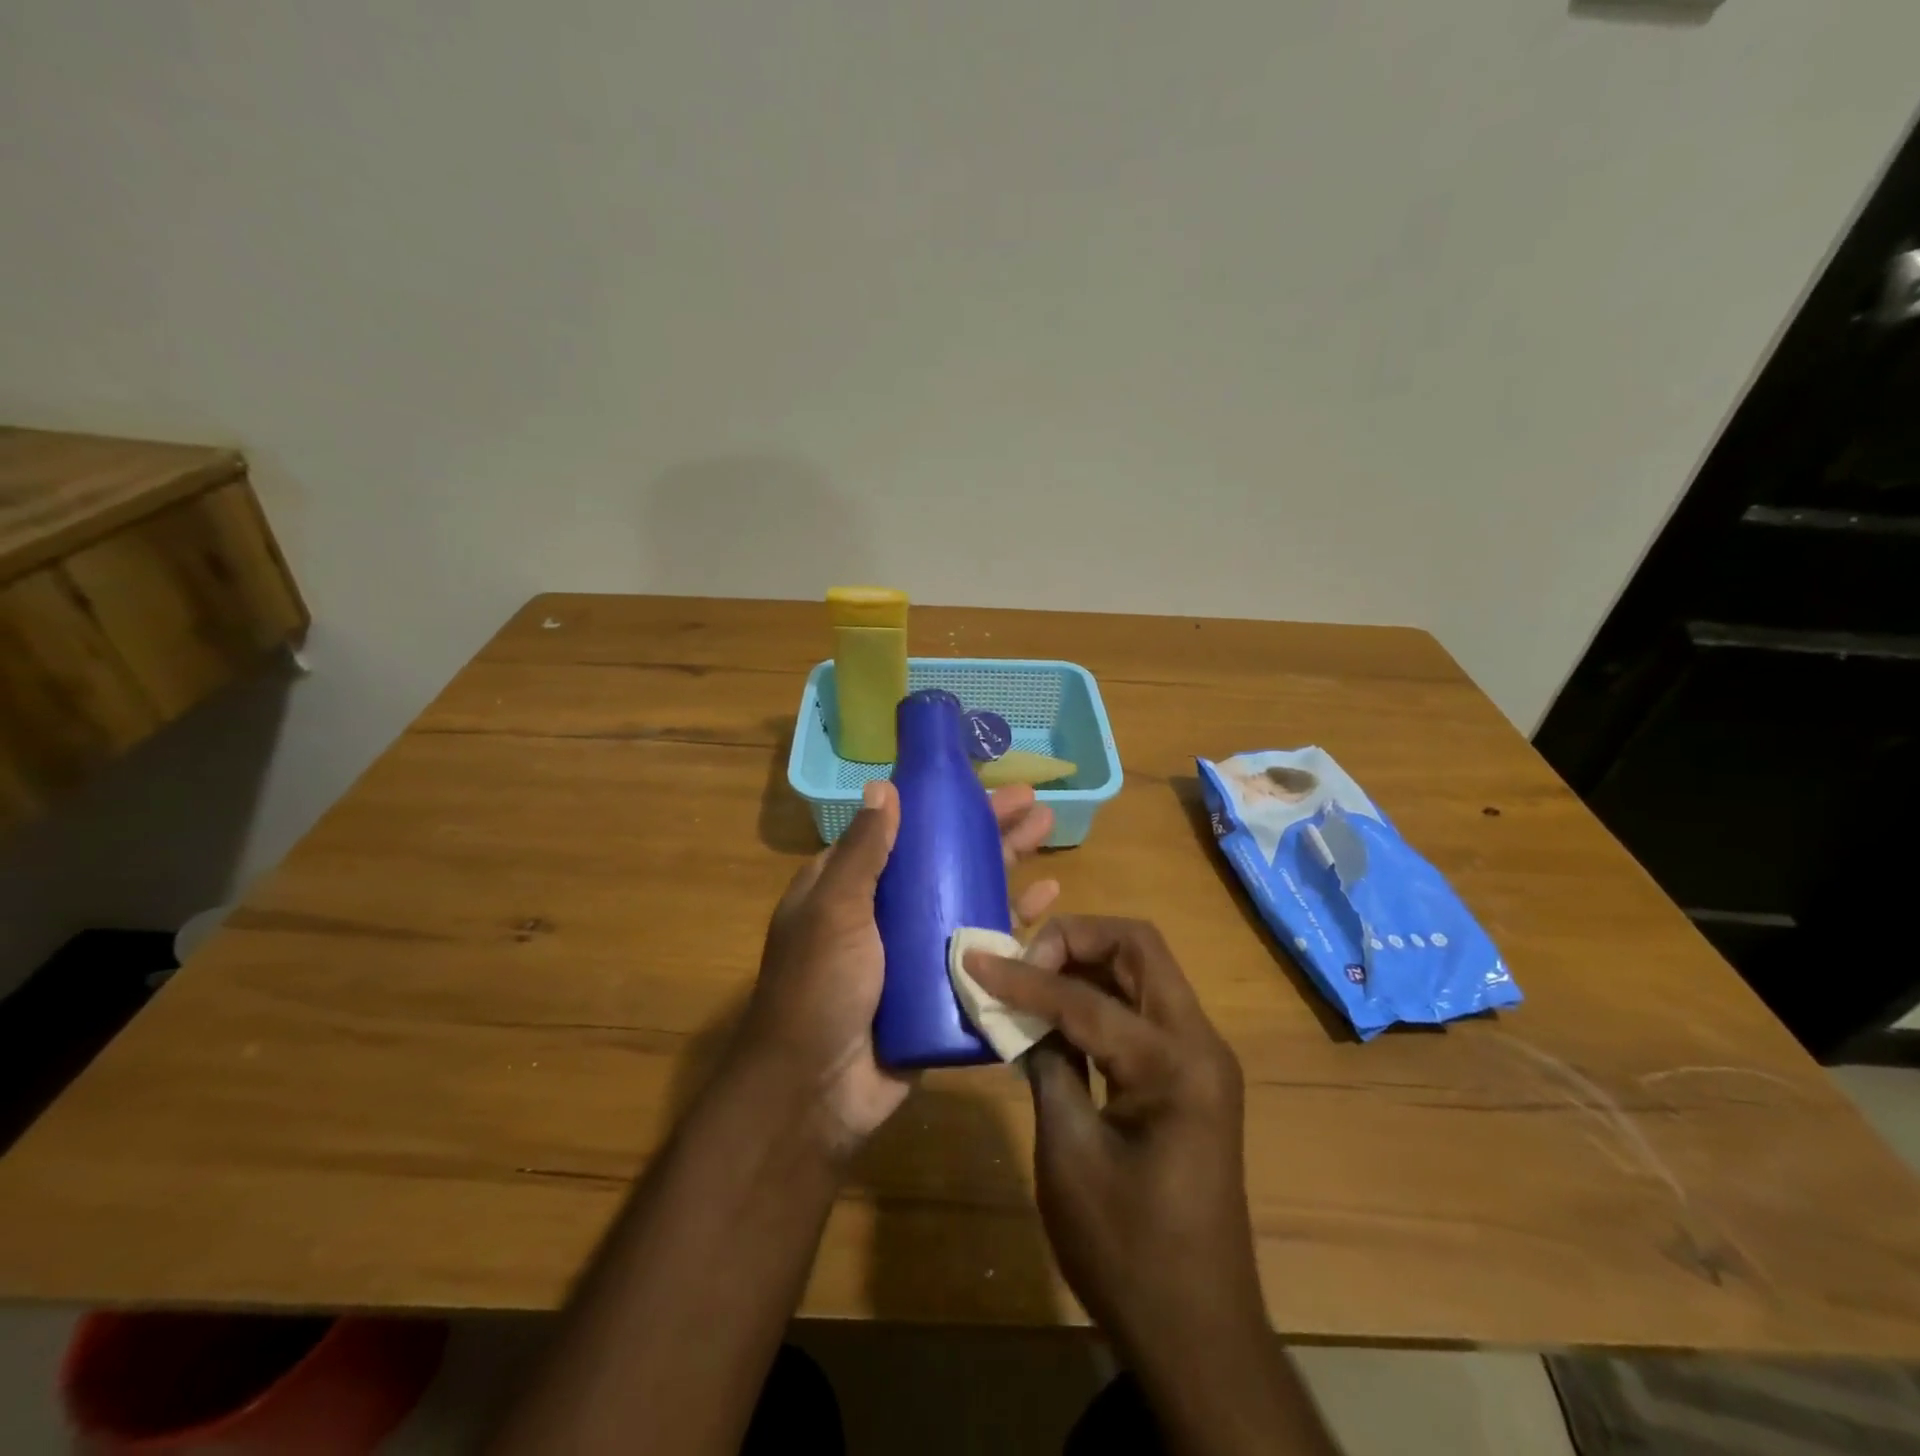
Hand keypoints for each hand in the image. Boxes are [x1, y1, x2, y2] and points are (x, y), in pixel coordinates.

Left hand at [735, 779, 1058, 1154]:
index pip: (903, 831)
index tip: (979, 784)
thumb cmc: (820, 988)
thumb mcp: (835, 911)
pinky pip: (985, 947)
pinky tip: (1048, 903)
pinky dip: (1015, 923)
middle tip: (1033, 804)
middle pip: (945, 859)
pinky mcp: (945, 987)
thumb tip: (884, 786)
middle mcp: (887, 911)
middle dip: (989, 830)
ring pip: (971, 897)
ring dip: (1008, 866)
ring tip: (1049, 834)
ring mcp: (918, 950)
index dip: (940, 807)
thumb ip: (862, 852)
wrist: (817, 1093)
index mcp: (852, 886)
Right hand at [964, 918, 1263, 1361]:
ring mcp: (1201, 1056)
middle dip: (1075, 939)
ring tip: (1032, 976)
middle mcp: (1199, 1042)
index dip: (1024, 976)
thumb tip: (1018, 1012)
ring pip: (1142, 970)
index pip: (1087, 997)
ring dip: (1087, 960)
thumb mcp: (1069, 1154)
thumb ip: (1046, 1066)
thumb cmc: (1128, 1253)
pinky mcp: (1189, 1074)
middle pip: (1138, 947)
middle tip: (1022, 961)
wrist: (1198, 1333)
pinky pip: (1142, 1008)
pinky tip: (1057, 1013)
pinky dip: (1100, 995)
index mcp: (1176, 1064)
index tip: (975, 960)